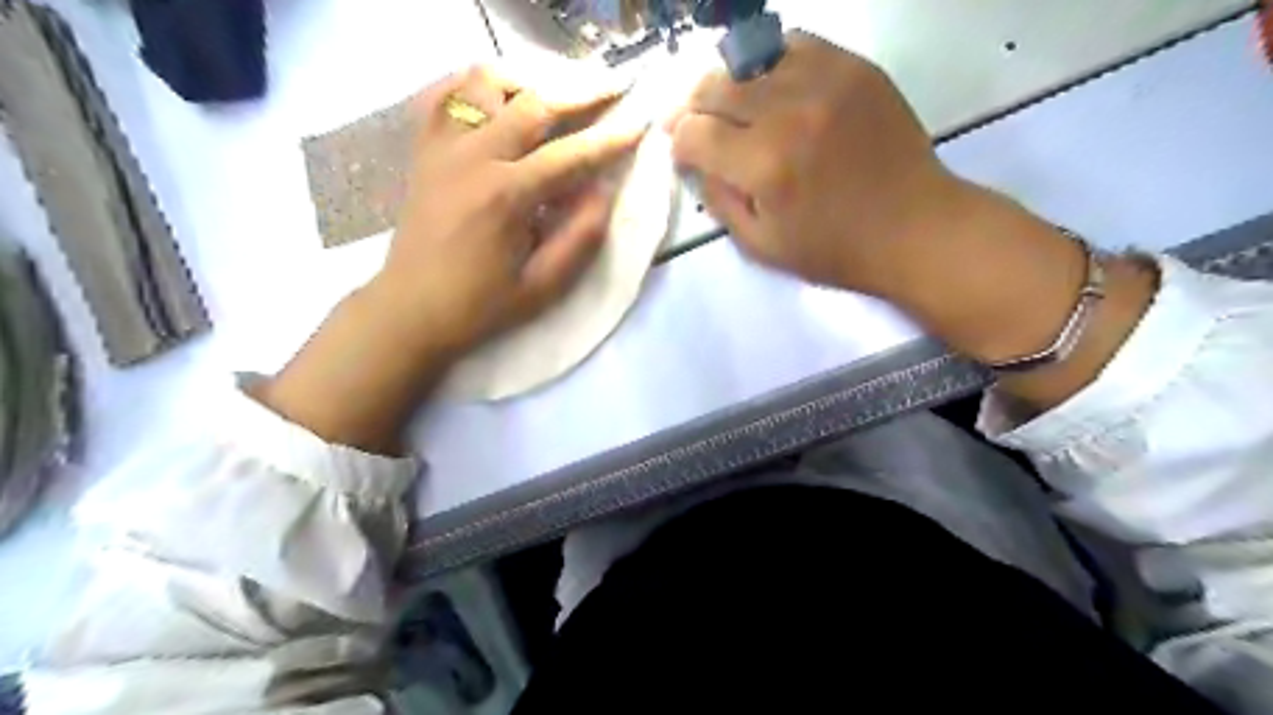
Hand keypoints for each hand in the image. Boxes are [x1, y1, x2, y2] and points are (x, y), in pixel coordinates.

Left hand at [255, 65, 646, 449]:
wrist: (409, 310)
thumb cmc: (480, 306)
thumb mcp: (542, 287)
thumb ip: (580, 238)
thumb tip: (603, 192)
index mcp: (505, 196)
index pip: (570, 155)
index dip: (610, 139)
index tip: (640, 123)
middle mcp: (472, 158)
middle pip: (533, 104)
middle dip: (581, 93)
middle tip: (613, 88)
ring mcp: (442, 148)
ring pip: (485, 84)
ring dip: (527, 84)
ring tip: (554, 99)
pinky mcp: (425, 152)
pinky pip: (446, 97)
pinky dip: (476, 89)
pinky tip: (499, 103)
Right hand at [670, 34, 1162, 406]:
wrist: (915, 227)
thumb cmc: (834, 249)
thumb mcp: (761, 246)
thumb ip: (718, 200)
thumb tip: (695, 161)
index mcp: (764, 165)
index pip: (694, 133)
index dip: (678, 142)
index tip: (682, 153)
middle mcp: (789, 111)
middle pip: (714, 87)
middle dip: (693, 107)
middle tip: (694, 124)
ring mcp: (826, 80)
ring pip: (750, 59)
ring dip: (729, 83)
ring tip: (731, 105)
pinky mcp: (854, 67)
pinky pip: (795, 44)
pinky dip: (771, 63)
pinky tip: (771, 86)